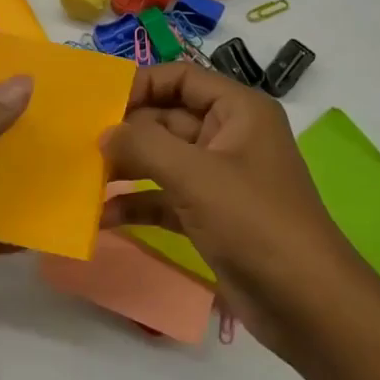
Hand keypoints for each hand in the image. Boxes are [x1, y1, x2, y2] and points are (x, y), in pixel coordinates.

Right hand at [102, 62, 375, 366]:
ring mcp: (219, 180)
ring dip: (125, 169)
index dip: (139, 85)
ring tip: (81, 178)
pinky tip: (102, 217)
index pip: (181, 78)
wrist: (303, 300)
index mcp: (239, 111)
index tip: (95, 105)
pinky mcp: (210, 217)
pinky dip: (137, 205)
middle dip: (125, 132)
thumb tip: (104, 132)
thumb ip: (144, 145)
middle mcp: (229, 138)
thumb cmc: (254, 222)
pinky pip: (165, 199)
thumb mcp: (196, 175)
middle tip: (76, 145)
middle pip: (167, 120)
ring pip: (162, 162)